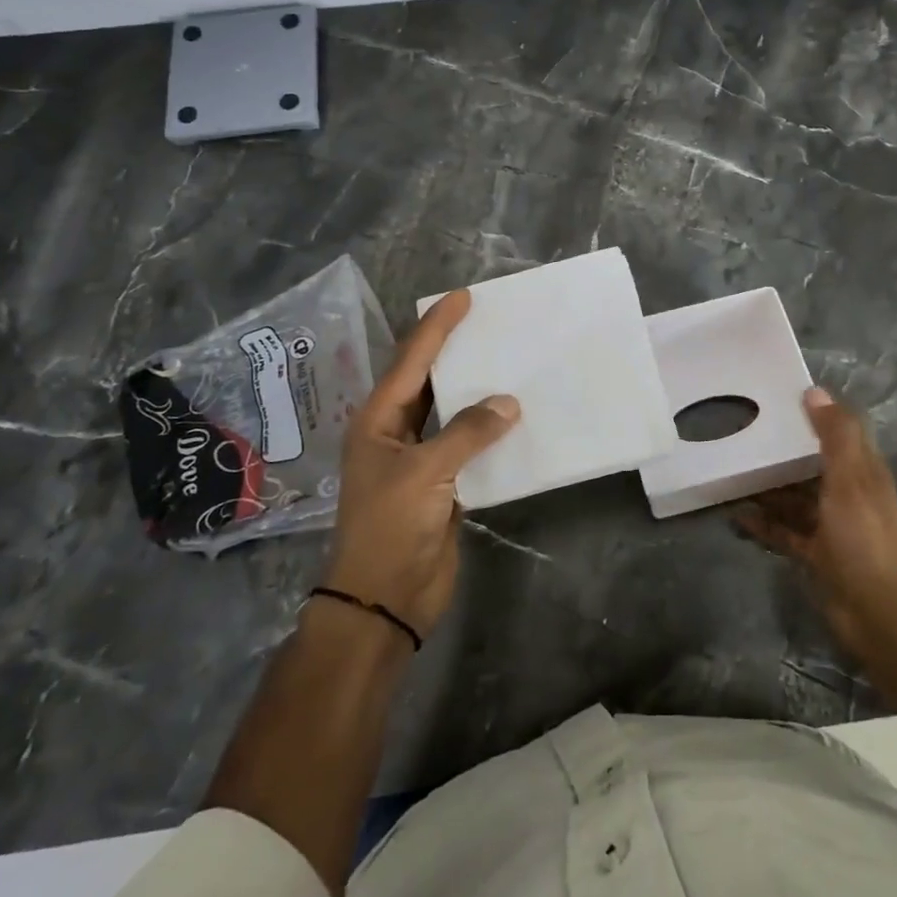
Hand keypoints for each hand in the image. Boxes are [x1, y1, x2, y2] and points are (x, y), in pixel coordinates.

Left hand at [327, 289, 519, 636]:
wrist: (384, 599)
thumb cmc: (391, 527)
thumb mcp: (425, 473)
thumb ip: (467, 433)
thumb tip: (509, 403)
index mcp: (378, 420)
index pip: (411, 361)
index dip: (436, 327)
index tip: (463, 297)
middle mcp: (397, 432)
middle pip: (430, 380)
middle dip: (456, 351)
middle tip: (491, 323)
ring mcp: (421, 459)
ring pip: (453, 412)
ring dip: (478, 390)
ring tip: (509, 361)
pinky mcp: (444, 484)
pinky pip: (470, 445)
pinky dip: (491, 430)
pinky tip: (517, 416)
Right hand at [735, 388, 896, 656]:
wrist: (874, 612)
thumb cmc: (862, 537)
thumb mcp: (850, 480)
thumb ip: (835, 436)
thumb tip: (815, 391)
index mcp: (864, 472)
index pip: (842, 432)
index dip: (816, 413)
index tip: (781, 397)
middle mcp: (848, 494)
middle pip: (813, 463)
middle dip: (785, 449)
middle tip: (746, 432)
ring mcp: (831, 525)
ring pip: (796, 497)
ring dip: (769, 486)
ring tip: (733, 471)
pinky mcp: (815, 552)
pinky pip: (784, 530)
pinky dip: (763, 522)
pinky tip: (736, 514)